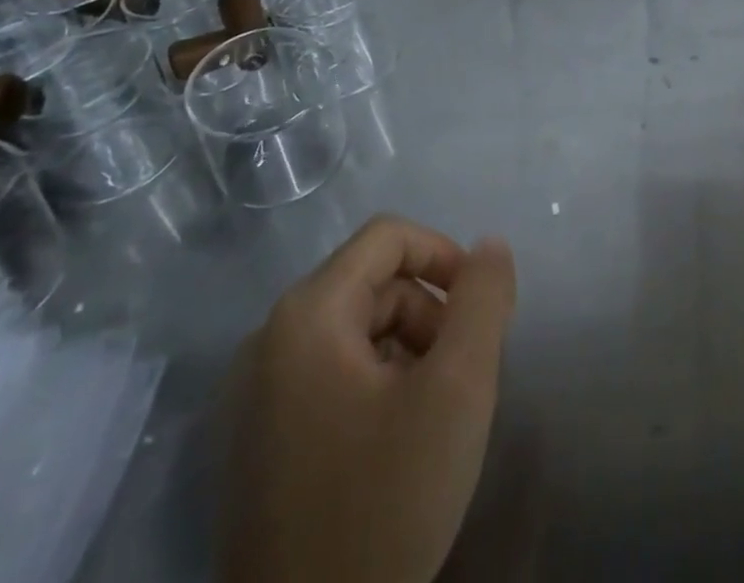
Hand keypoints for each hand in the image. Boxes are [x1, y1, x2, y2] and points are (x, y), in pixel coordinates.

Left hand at [220, 216, 517, 582]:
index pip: (387, 238)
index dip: (444, 255)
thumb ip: (482, 301)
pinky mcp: (255, 446)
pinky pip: (328, 379)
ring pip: (353, 333)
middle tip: (463, 375)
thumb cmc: (383, 506)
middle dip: (428, 314)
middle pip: (371, 285)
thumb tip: (490, 246)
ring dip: (406, 352)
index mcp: (306, 316)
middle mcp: (267, 342)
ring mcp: (253, 399)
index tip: (480, 308)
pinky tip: (396, 447)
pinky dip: (374, 388)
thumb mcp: (457, 390)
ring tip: (435, 415)